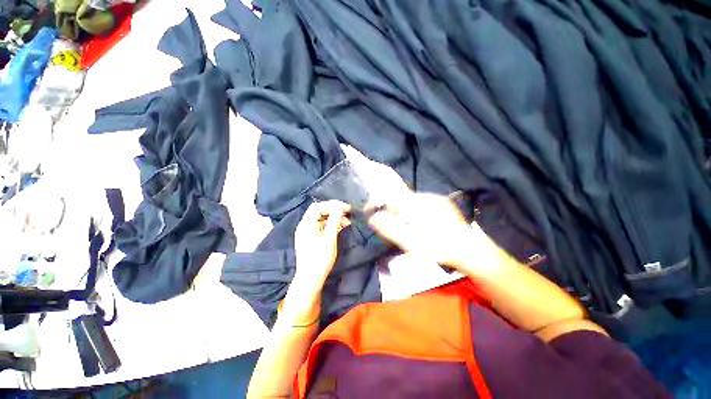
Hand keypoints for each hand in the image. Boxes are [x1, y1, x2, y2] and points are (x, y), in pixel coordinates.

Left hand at [293, 200, 350, 293]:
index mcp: (306, 224)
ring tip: (348, 221)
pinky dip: (332, 225)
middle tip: (348, 213)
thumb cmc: (319, 259)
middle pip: (320, 212)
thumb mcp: (329, 239)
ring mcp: (309, 232)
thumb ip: (334, 221)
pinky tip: (342, 227)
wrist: (310, 280)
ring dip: (335, 218)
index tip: (346, 207)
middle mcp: (306, 226)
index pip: (318, 207)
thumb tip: (340, 207)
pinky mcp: (313, 238)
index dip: (332, 205)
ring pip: (323, 219)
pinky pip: (323, 227)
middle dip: (334, 210)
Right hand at [369, 193, 487, 270]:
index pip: (390, 196)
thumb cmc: (438, 248)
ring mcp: (435, 199)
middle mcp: (425, 197)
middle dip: (391, 207)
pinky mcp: (442, 203)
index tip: (371, 210)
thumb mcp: (410, 242)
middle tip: (390, 222)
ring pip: (410, 200)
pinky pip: (421, 202)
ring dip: (403, 209)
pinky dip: (415, 209)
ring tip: (406, 225)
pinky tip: (421, 223)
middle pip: (399, 197)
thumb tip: (373, 217)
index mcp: (415, 205)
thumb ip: (390, 229)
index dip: (378, 201)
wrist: (471, 250)